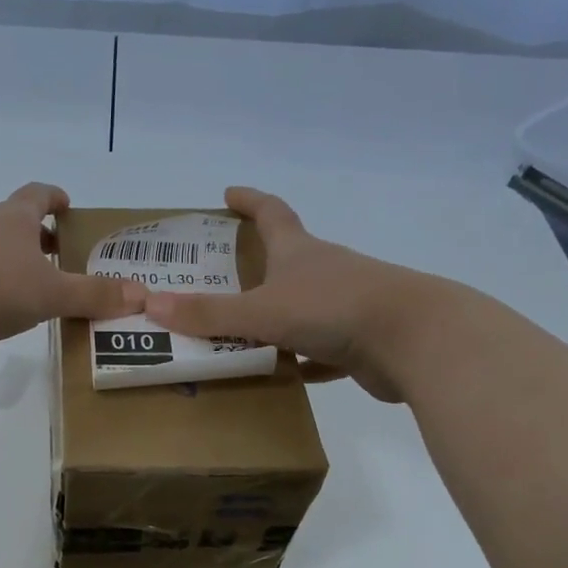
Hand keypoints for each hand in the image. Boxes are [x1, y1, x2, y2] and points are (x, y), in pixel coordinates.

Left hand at [0, 183, 144, 353]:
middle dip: (40, 237)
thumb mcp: (51, 293)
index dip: (55, 198)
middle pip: (16, 223)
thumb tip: (142, 295)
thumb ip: (94, 295)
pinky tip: (3, 312)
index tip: (69, 206)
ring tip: (39, 290)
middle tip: (64, 257)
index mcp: (14, 218)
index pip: (38, 194)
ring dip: (16, 265)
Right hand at [141, 186, 446, 401]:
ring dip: (276, 317)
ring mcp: (346, 306)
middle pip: (287, 260)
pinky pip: (322, 350)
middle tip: (220, 277)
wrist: (416, 340)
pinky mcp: (361, 342)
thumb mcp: (262, 311)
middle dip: (256, 265)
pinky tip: (284, 373)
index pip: (271, 213)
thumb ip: (209, 313)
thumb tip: (151, 305)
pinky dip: (302, 359)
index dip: (249, 201)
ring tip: (240, 333)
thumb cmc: (333, 309)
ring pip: (303, 308)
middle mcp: (324, 272)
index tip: (228, 194)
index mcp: (299, 252)